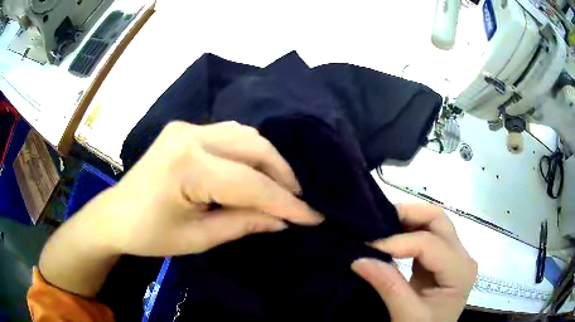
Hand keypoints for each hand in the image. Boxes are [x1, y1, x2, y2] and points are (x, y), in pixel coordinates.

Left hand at [95, 120, 322, 255]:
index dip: (287, 203)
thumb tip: (283, 220)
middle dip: (283, 176)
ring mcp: (186, 127)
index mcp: (188, 167)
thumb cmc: (150, 234)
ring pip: (245, 135)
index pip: (251, 184)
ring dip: (268, 161)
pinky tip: (254, 171)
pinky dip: (249, 153)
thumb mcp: (199, 238)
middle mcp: (189, 136)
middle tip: (297, 202)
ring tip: (280, 188)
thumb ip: (243, 224)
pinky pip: (229, 134)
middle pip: (254, 147)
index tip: (315, 217)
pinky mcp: (184, 129)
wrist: (115, 215)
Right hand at [352, 203, 476, 321]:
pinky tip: (392, 236)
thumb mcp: (407, 315)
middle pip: (439, 221)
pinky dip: (409, 231)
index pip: (430, 244)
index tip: (368, 246)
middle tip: (378, 218)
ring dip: (409, 220)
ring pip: (435, 223)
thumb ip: (388, 286)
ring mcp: (455, 257)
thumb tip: (359, 260)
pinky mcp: (443, 260)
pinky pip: (428, 236)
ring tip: (382, 225)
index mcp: (460, 272)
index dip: (398, 241)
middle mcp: (463, 258)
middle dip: (409, 214)